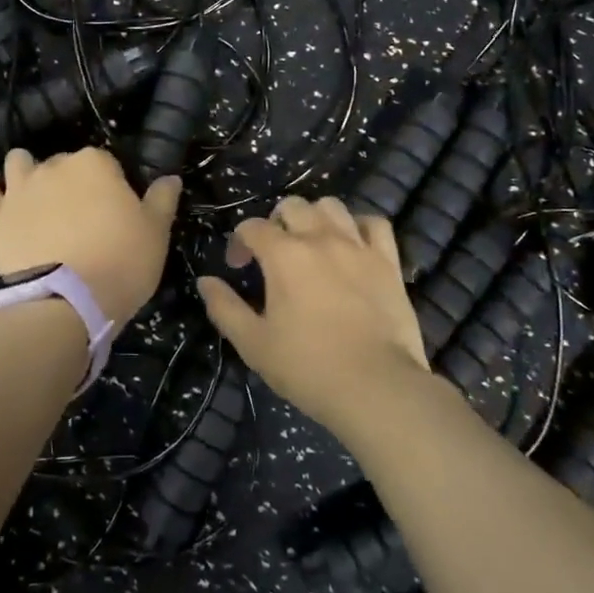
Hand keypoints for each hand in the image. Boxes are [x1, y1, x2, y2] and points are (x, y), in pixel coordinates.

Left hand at [0, 147, 181, 328]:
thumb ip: (162, 200)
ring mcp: (20, 188)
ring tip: (37, 197)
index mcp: (95, 164)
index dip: (111, 186)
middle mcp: (54, 166)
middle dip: (72, 182)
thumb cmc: (120, 264)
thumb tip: (169, 178)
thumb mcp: (156, 234)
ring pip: (20, 162)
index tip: (115, 212)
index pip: (106, 163)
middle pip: (64, 163)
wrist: (68, 303)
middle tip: (82, 217)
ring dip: (28, 172)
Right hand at [197, 196, 430, 433]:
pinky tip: (353, 244)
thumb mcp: (253, 343)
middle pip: (292, 206)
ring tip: (312, 242)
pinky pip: (375, 224)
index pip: (252, 227)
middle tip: (274, 253)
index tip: (238, 268)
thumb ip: (225, 308)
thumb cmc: (307, 366)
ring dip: (315, 217)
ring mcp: (358, 246)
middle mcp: (320, 238)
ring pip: (332, 206)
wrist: (375, 386)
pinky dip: (360, 226)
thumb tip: (205, 281)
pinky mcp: (388, 261)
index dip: (239, 242)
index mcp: (283, 254)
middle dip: (275, 222)